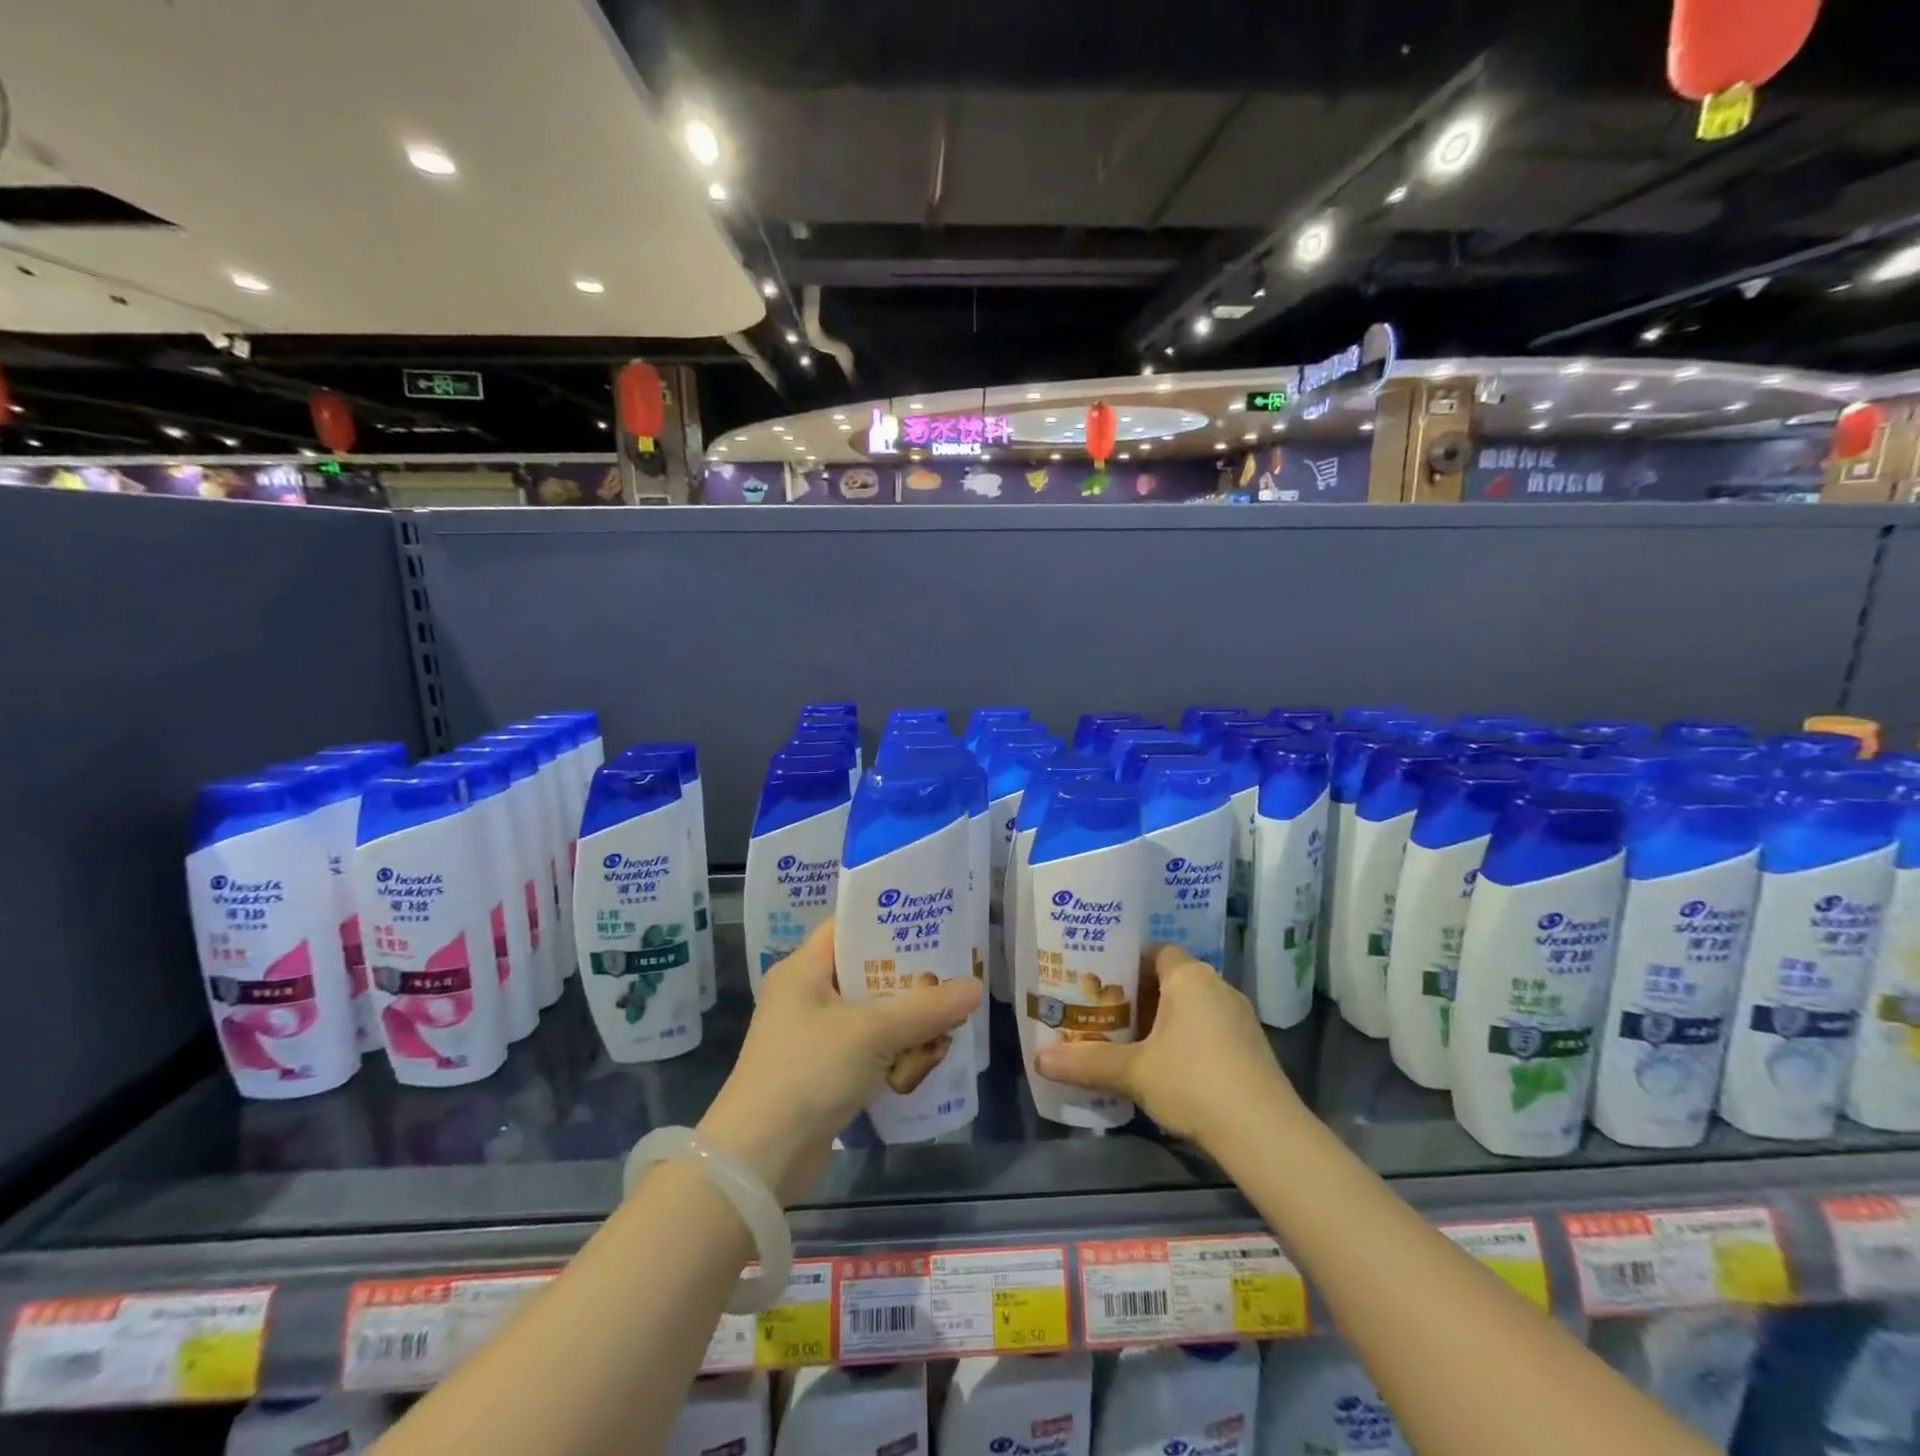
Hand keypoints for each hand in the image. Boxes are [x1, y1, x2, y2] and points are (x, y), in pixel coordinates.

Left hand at [697, 918, 980, 1201]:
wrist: (758, 1161)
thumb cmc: (809, 1073)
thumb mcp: (873, 1034)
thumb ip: (926, 1009)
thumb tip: (975, 986)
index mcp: (802, 970)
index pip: (847, 927)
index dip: (887, 921)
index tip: (931, 922)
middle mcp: (803, 996)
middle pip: (863, 972)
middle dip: (907, 978)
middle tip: (952, 973)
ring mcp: (809, 1037)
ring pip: (868, 1015)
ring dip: (904, 1021)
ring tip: (949, 1018)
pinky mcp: (818, 1074)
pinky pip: (864, 1050)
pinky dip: (891, 1053)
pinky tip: (925, 1059)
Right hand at [1034, 945, 1300, 1147]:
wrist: (1266, 1135)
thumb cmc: (1194, 1082)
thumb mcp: (1134, 1072)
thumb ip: (1087, 1062)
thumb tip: (1038, 1059)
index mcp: (1190, 977)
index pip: (1155, 952)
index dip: (1126, 964)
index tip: (1100, 983)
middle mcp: (1218, 987)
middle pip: (1171, 980)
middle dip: (1140, 996)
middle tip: (1106, 1014)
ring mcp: (1240, 1018)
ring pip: (1191, 1007)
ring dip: (1164, 1021)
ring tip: (1129, 1042)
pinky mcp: (1252, 1048)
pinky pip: (1209, 1029)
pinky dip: (1187, 1040)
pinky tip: (1167, 1068)